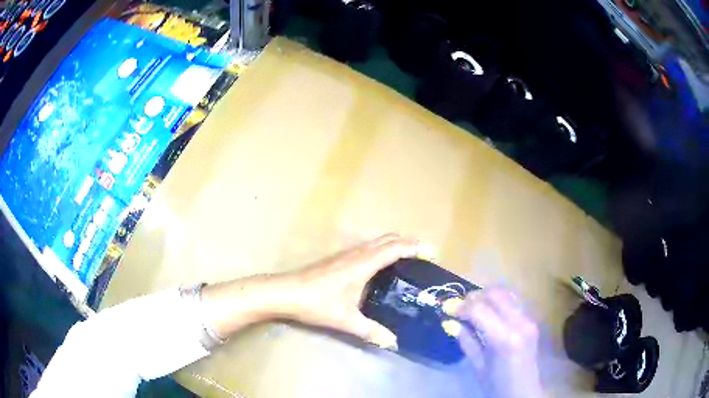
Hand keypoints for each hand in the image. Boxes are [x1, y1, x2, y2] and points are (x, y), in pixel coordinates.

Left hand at [279, 234, 428, 348]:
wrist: (285, 292)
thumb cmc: (316, 303)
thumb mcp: (346, 320)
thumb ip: (371, 331)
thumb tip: (393, 342)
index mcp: (363, 263)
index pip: (395, 248)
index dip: (415, 248)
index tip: (432, 253)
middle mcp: (356, 253)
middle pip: (387, 239)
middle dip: (408, 243)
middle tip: (423, 257)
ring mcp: (345, 254)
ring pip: (376, 242)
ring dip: (394, 245)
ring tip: (407, 261)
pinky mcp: (338, 259)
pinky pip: (367, 248)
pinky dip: (381, 250)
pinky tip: (380, 269)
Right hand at [455, 288, 542, 397]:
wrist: (523, 392)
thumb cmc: (497, 385)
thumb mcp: (478, 366)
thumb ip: (467, 341)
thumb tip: (450, 322)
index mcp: (505, 338)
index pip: (480, 309)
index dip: (461, 306)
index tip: (447, 309)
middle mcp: (520, 322)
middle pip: (495, 294)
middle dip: (474, 297)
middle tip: (460, 307)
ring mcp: (529, 319)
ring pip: (506, 292)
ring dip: (487, 296)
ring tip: (474, 309)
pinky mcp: (532, 320)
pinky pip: (514, 301)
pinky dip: (499, 301)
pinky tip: (490, 313)